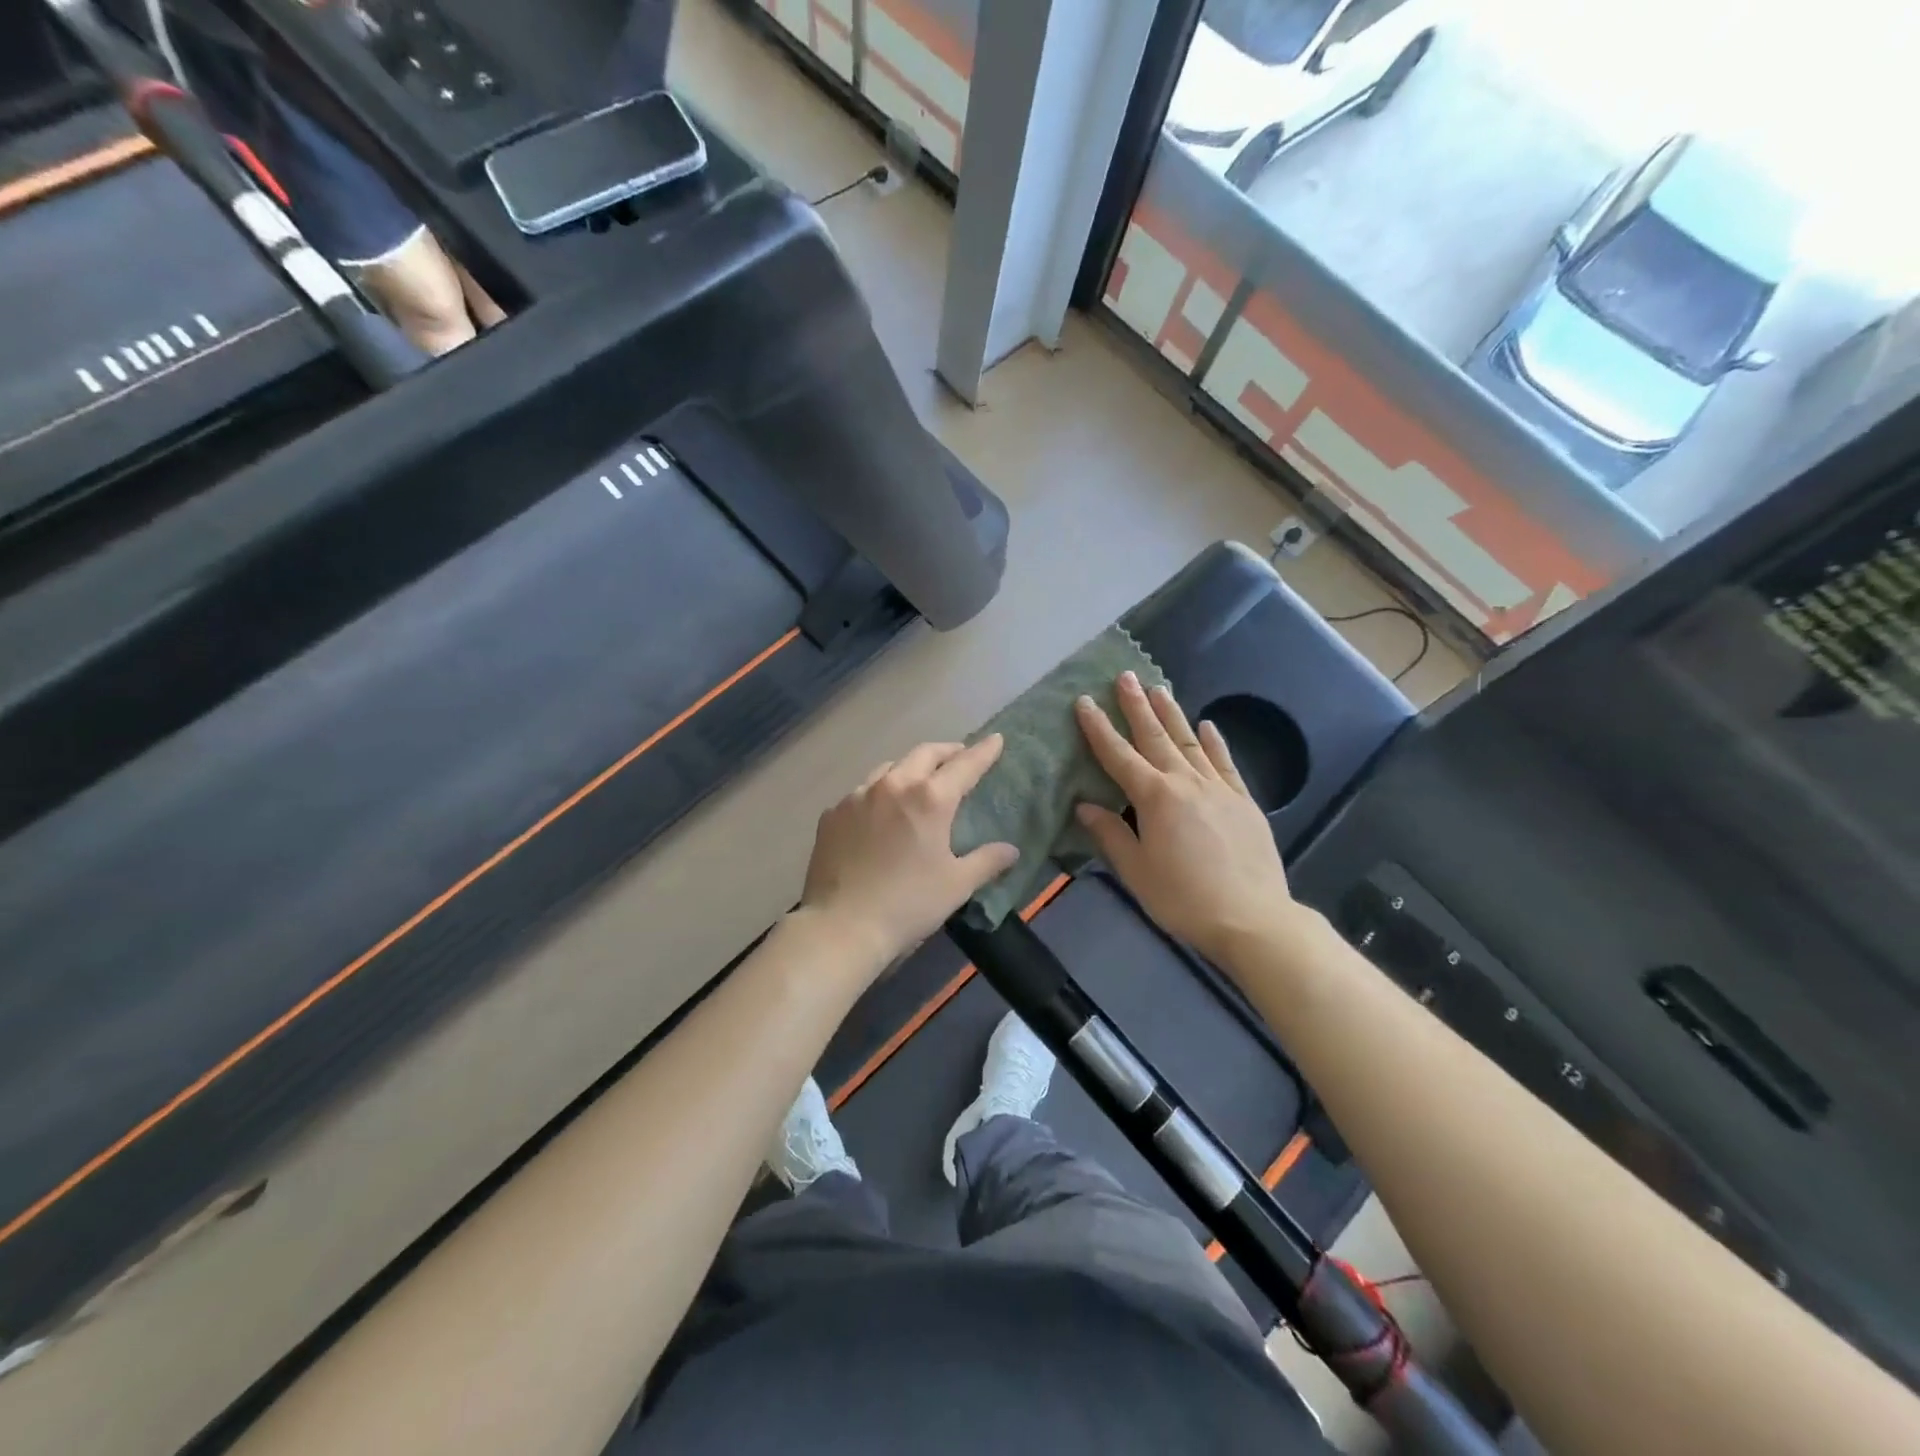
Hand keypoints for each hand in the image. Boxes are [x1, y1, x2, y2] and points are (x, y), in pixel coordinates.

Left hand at [799, 738, 1019, 970]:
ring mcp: (857, 796)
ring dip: (910, 768)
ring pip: (889, 768)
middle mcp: (893, 785)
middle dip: (946, 751)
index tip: (995, 740)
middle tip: (959, 756)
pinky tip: (879, 813)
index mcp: (929, 799)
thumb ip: (987, 861)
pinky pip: (861, 792)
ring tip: (918, 781)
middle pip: (924, 754)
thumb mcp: (956, 885)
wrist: (841, 926)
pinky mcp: (833, 813)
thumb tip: (1011, 850)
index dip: (983, 751)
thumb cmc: (908, 904)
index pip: (964, 765)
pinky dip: (879, 793)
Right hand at [1074, 673, 1294, 963]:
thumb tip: (1084, 805)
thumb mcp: (1136, 871)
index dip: (1098, 728)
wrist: (1252, 918)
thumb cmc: (1183, 898)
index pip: (1118, 755)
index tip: (1085, 702)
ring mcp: (1218, 788)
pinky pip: (1225, 763)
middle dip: (1137, 706)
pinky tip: (1207, 725)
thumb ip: (1110, 834)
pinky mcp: (1243, 800)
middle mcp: (1185, 783)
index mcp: (1154, 798)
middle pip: (1155, 737)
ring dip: (1172, 714)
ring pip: (1189, 742)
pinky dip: (1214, 742)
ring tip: (1158, 688)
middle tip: (1125, 676)